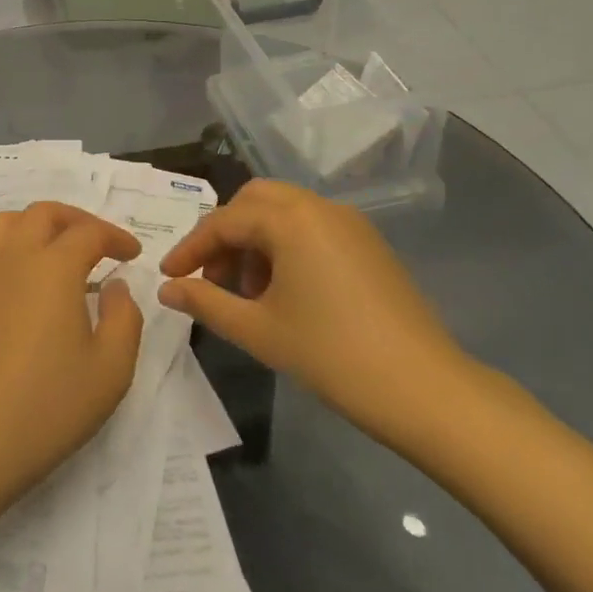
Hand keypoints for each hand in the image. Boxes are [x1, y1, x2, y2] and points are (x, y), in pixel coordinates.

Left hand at [0, 202, 143, 513]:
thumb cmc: (48, 406)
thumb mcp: (111, 370)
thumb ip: (124, 319)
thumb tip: (115, 287)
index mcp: (54, 267)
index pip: (89, 233)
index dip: (115, 237)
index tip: (132, 255)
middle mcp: (13, 258)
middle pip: (43, 213)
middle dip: (75, 219)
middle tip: (98, 242)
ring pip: (3, 222)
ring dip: (32, 224)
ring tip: (51, 247)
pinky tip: (1, 266)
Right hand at [158, 179, 473, 448]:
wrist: (425, 390)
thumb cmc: (332, 356)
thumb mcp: (258, 330)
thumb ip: (205, 303)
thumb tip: (166, 290)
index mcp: (290, 219)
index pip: (224, 222)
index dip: (191, 248)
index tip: (168, 276)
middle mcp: (319, 207)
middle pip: (254, 201)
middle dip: (225, 233)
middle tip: (210, 276)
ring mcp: (349, 223)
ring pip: (284, 212)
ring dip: (255, 239)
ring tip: (247, 291)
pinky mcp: (368, 244)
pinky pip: (312, 227)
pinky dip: (286, 245)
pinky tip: (284, 291)